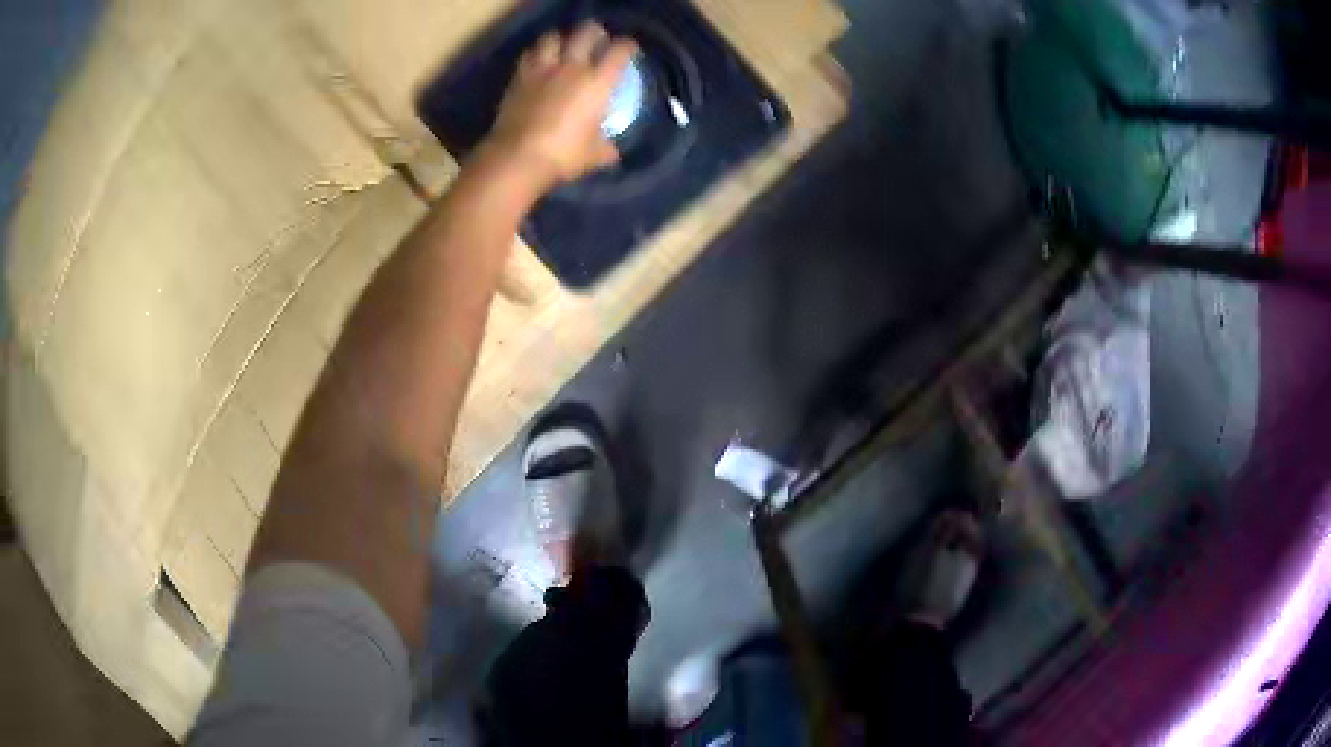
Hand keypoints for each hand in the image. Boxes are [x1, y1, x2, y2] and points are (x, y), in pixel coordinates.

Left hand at [482, 23, 637, 191]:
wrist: (518, 156)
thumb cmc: (563, 154)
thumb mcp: (593, 155)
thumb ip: (605, 147)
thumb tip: (612, 151)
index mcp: (598, 83)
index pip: (619, 51)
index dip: (627, 46)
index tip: (629, 49)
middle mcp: (572, 68)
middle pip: (587, 33)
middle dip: (595, 33)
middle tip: (597, 41)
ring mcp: (543, 69)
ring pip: (553, 37)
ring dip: (561, 39)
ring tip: (563, 48)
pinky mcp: (519, 77)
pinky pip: (529, 55)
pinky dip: (536, 54)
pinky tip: (539, 62)